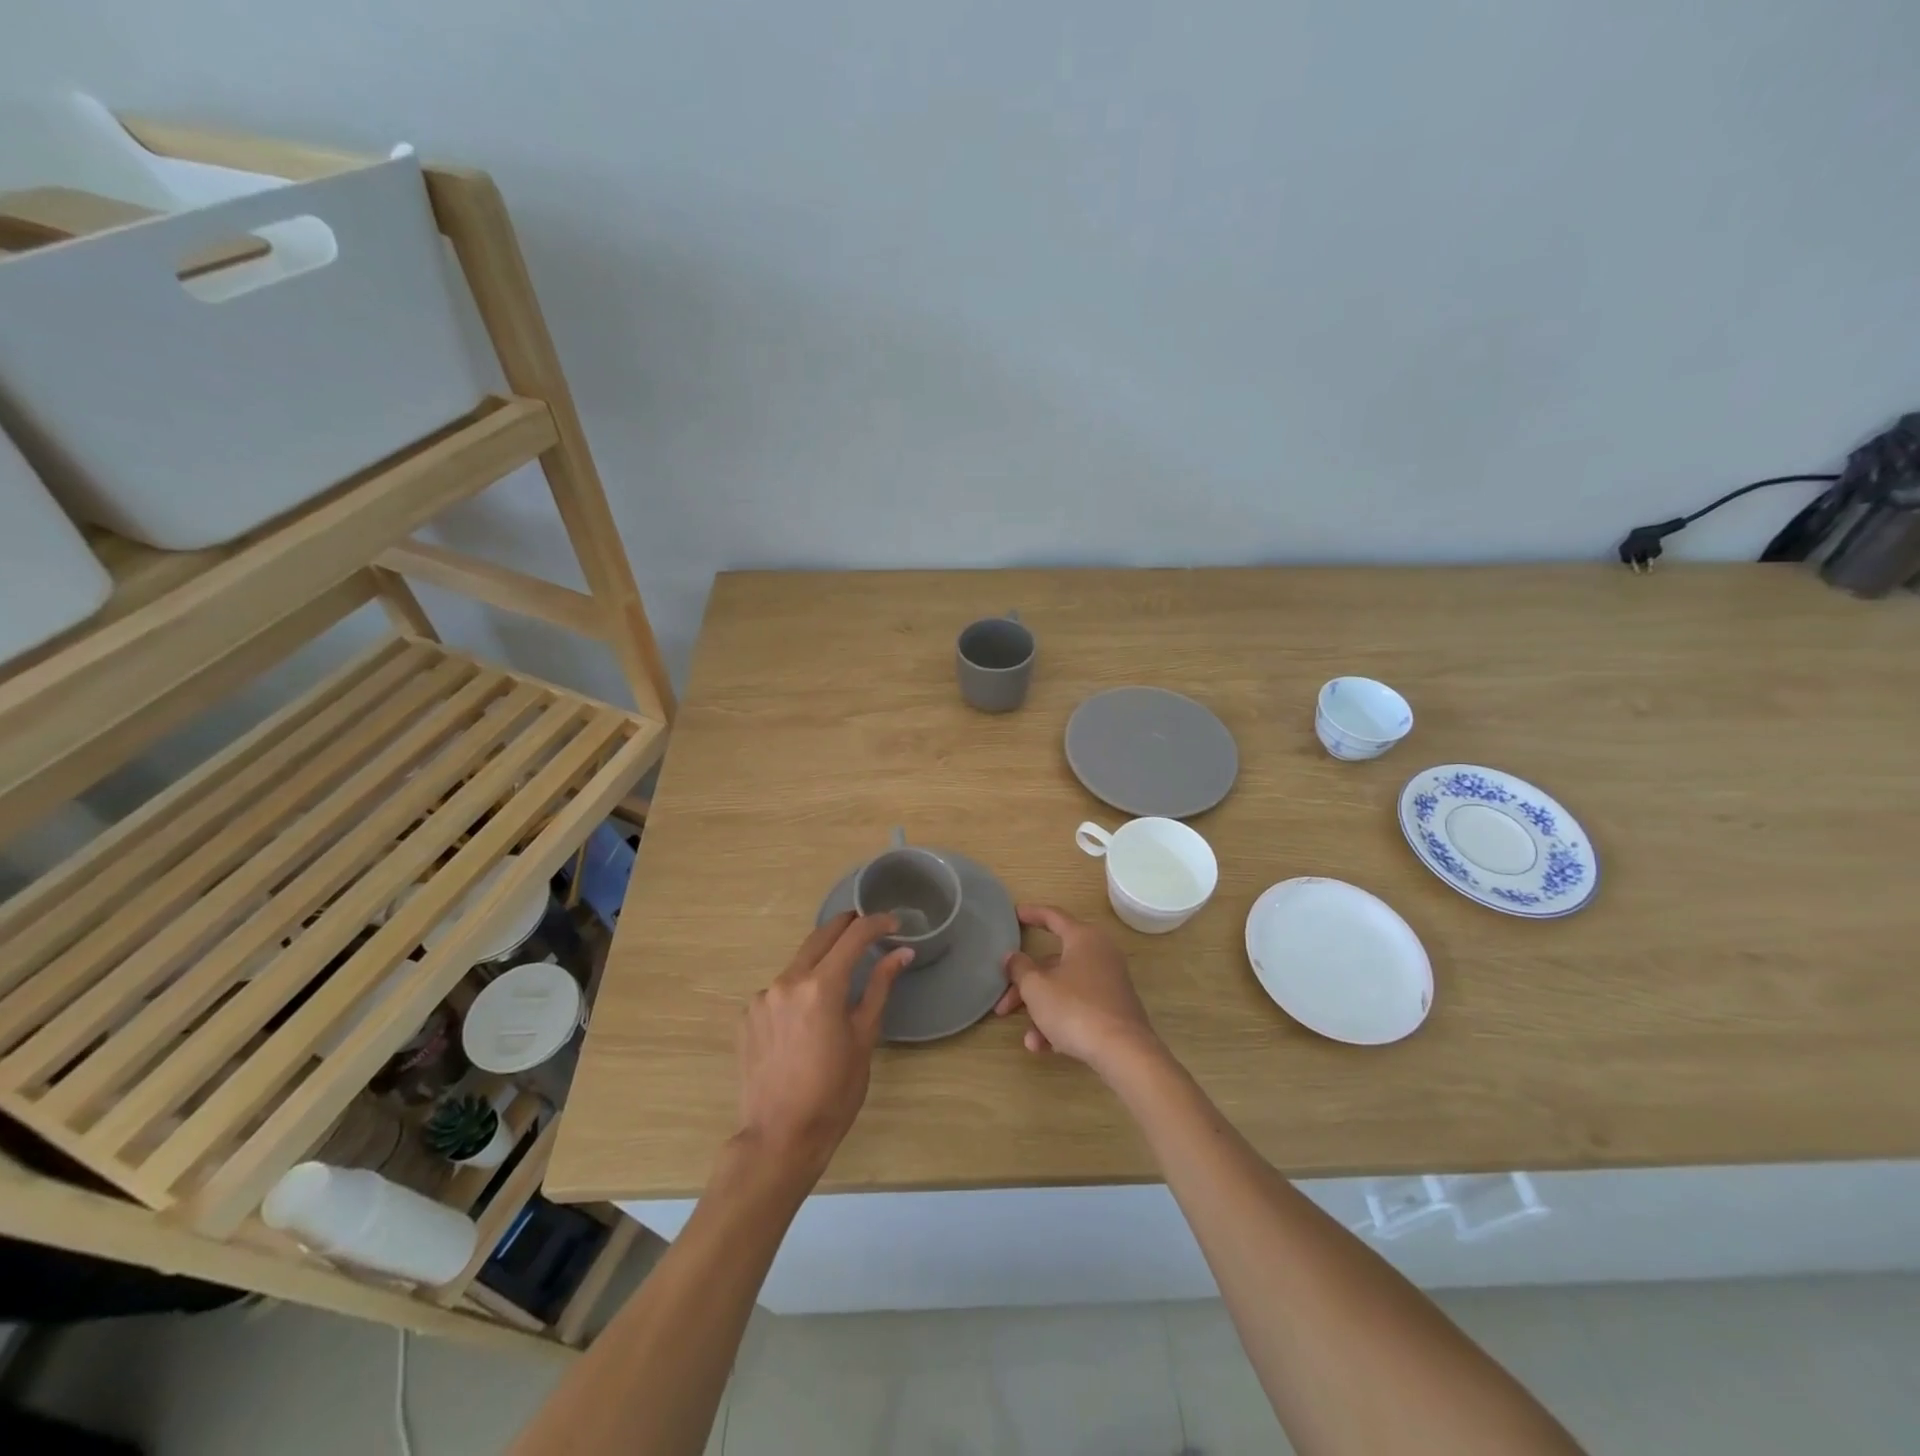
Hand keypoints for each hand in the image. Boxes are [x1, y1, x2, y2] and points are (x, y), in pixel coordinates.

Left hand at [735, 912, 912, 1184]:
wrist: (778, 1138)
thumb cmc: (833, 1092)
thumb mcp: (864, 1038)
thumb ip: (879, 987)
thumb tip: (901, 952)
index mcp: (821, 986)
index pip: (853, 937)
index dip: (876, 923)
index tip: (894, 922)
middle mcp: (787, 982)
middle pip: (820, 937)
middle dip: (845, 926)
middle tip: (866, 924)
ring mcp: (762, 998)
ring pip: (797, 965)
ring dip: (820, 961)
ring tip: (838, 977)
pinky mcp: (747, 1016)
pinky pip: (778, 991)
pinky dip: (797, 991)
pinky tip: (806, 1017)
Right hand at [993, 904, 1160, 1074]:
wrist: (1123, 1052)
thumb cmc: (1075, 1008)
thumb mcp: (1037, 988)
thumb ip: (1020, 968)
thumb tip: (1012, 956)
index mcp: (1083, 938)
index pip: (1053, 917)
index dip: (1032, 914)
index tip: (1014, 915)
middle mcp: (1099, 954)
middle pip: (1053, 963)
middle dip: (1026, 986)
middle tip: (1003, 1004)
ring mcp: (1109, 982)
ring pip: (1064, 989)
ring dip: (1041, 1011)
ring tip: (1028, 1038)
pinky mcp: (1114, 1009)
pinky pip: (1079, 1008)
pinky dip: (1060, 1022)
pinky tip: (1043, 1046)